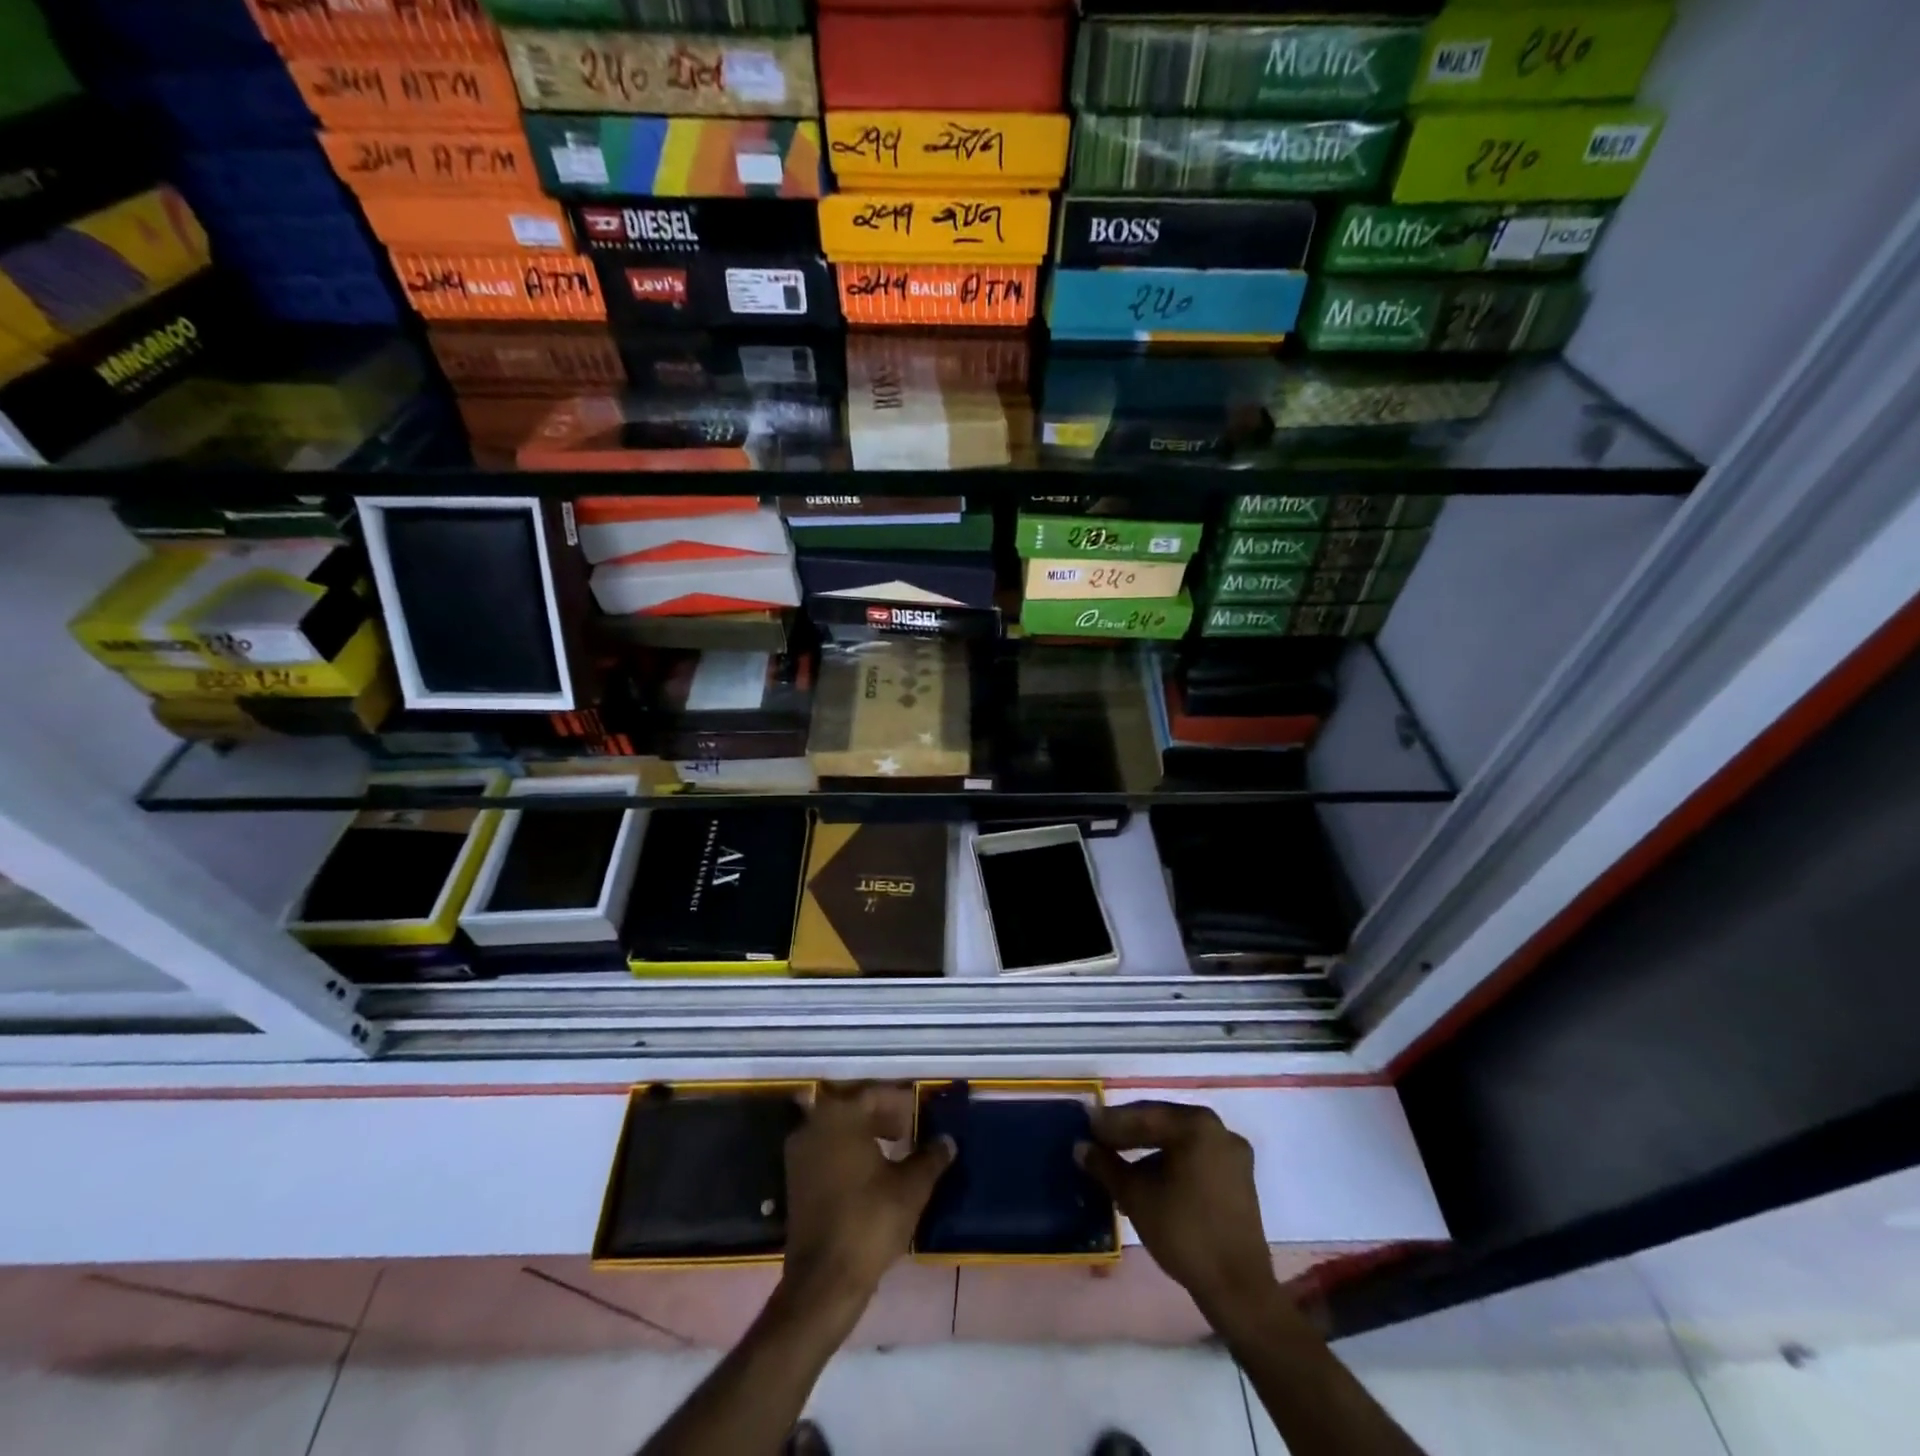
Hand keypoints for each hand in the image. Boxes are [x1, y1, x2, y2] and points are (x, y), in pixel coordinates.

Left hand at [782, 1083, 954, 1310]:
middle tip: (911, 1131)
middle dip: (884, 1116)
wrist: (825, 1282)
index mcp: (840, 1116)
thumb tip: (947, 1141)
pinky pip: (827, 1151)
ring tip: (897, 1151)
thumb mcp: (911, 1187)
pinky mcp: (796, 1180)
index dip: (902, 1103)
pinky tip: (873, 1173)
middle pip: (854, 1108)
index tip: (922, 1115)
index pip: (875, 1094)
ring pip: (839, 1130)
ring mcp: (800, 1153)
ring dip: (867, 1134)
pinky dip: (850, 1153)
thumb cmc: (870, 1222)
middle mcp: (814, 1125)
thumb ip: (931, 1157)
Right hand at [1076, 1100, 1274, 1313]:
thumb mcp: (1136, 1197)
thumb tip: (1081, 1147)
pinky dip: (1171, 1164)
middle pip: (1163, 1125)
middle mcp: (1219, 1130)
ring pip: (1179, 1143)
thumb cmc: (1184, 1233)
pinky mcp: (1239, 1179)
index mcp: (1196, 1126)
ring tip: (1119, 1166)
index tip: (1087, 1127)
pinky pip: (1196, 1159)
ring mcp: (1233, 1154)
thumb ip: (1105, 1166)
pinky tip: (1149, 1181)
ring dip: (1148, 1151)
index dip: (1111, 1123)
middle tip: (1099, 1142)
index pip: (1144, 1115)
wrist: (1238, 1289)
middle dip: (1129, 1135)